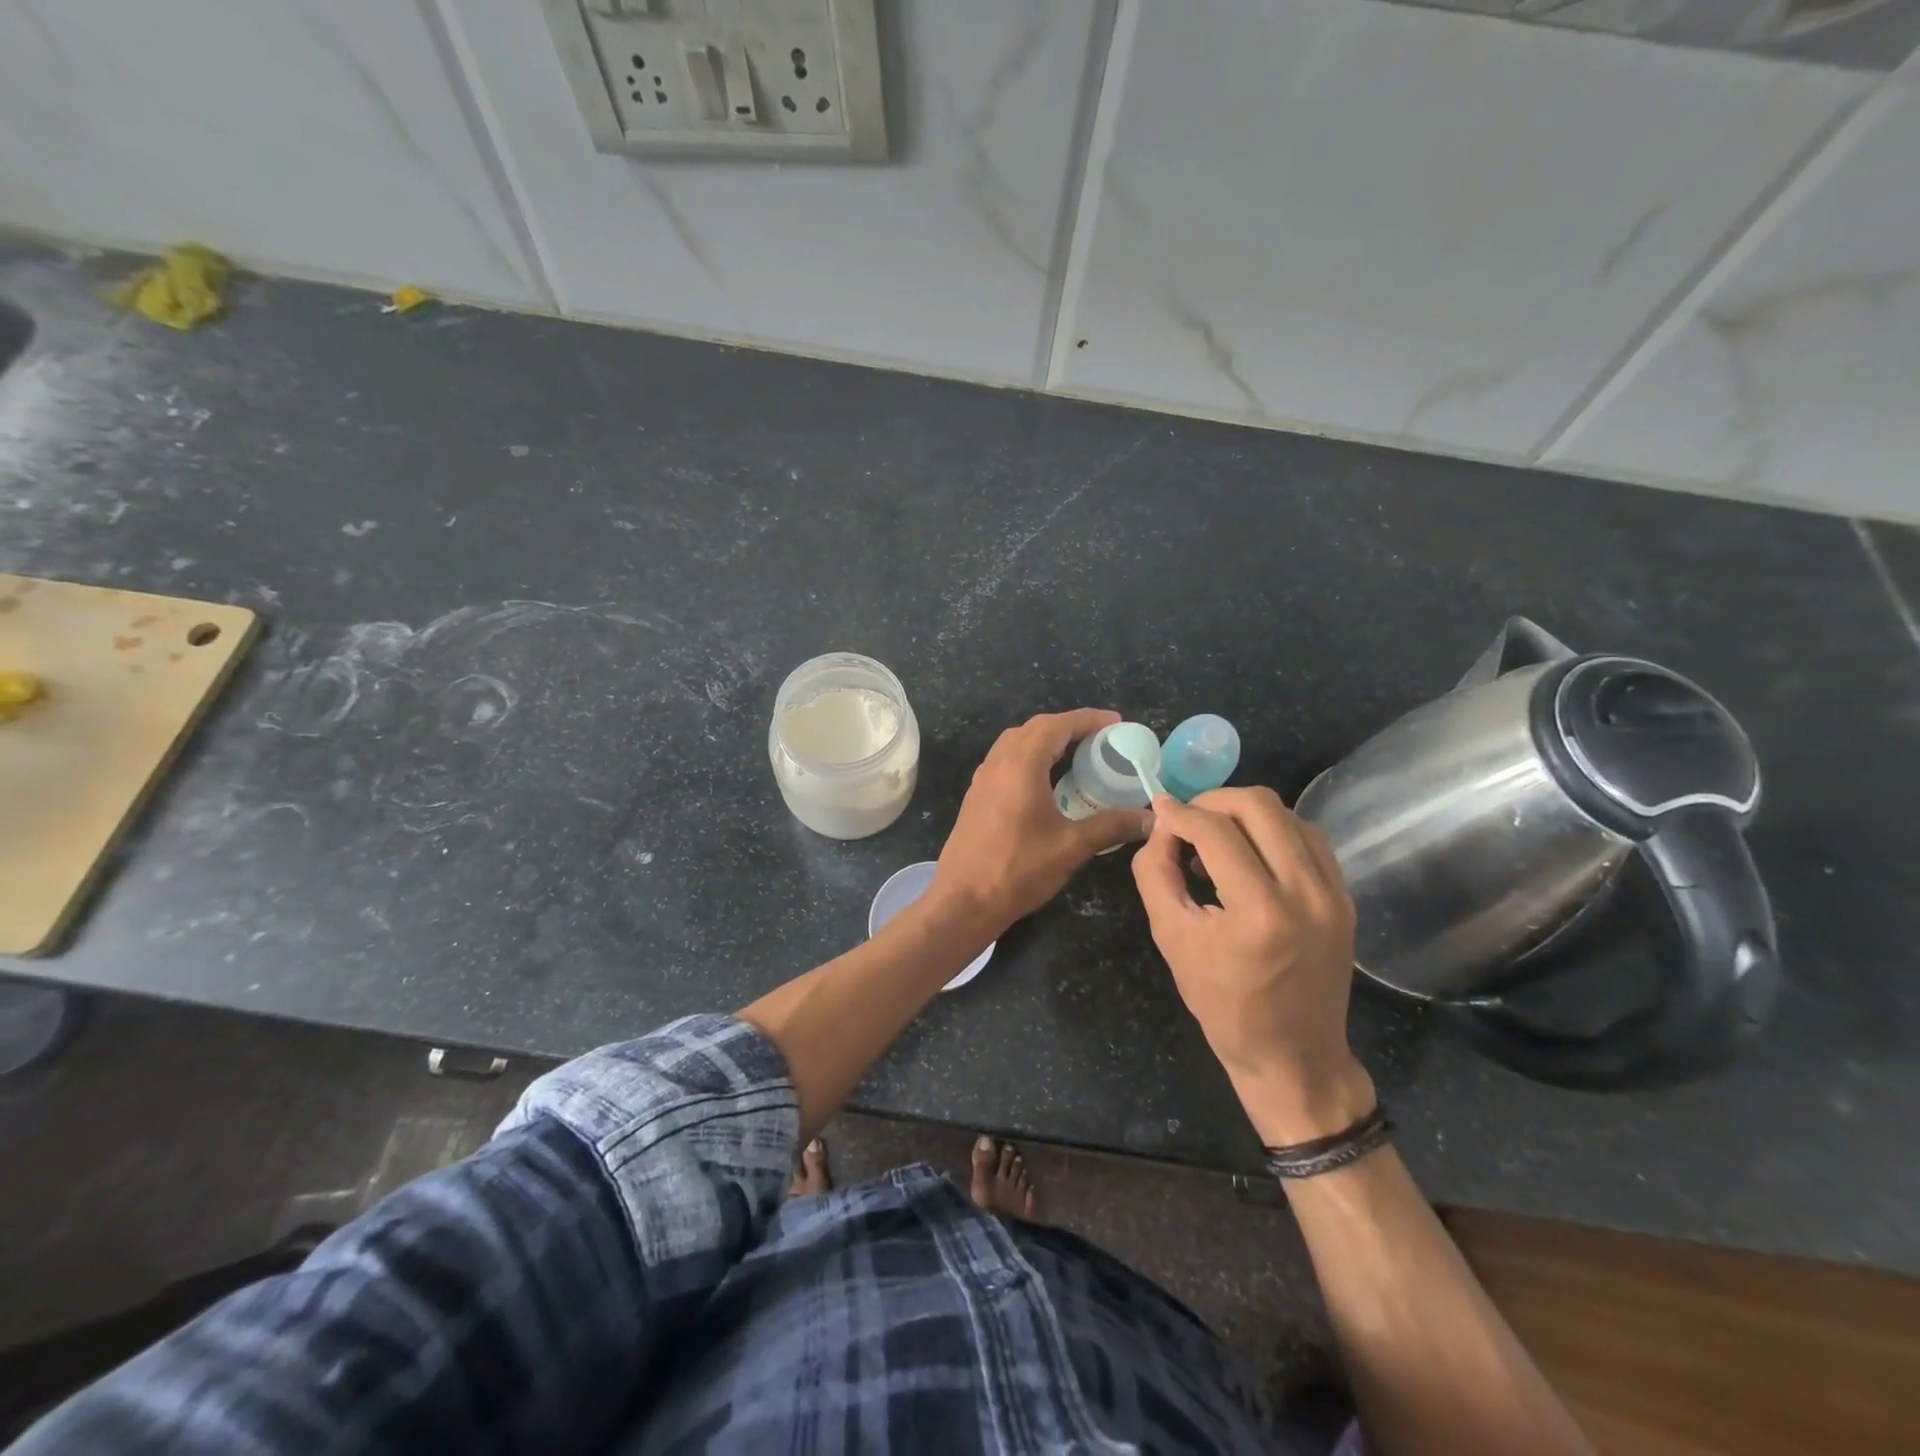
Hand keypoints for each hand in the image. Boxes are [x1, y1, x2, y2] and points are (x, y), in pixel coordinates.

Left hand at [929, 709, 1153, 936]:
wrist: (964, 900)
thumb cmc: (1018, 869)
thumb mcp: (1072, 847)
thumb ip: (1112, 826)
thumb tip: (1151, 818)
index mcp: (1021, 765)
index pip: (1056, 725)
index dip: (1088, 719)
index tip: (1116, 723)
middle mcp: (998, 763)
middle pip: (1035, 729)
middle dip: (1068, 727)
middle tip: (1100, 739)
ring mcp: (983, 779)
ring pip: (1016, 743)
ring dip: (1046, 741)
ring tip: (1077, 755)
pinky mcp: (977, 797)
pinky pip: (1006, 761)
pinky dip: (1030, 758)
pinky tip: (1047, 782)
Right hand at [1132, 787, 1374, 1144]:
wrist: (1293, 1055)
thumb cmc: (1223, 1005)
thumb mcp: (1171, 938)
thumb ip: (1156, 873)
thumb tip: (1161, 826)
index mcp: (1259, 911)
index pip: (1214, 831)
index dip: (1180, 813)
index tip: (1159, 808)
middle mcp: (1306, 892)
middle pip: (1260, 806)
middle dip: (1214, 800)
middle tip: (1188, 818)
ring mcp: (1333, 894)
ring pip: (1289, 815)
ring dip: (1246, 813)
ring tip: (1218, 837)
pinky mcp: (1345, 898)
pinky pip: (1310, 838)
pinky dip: (1275, 831)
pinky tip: (1252, 852)